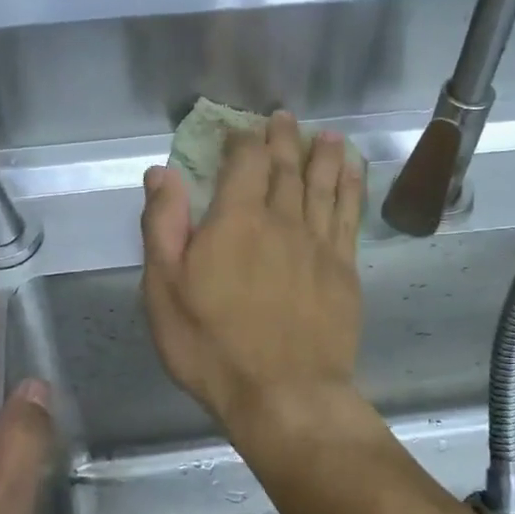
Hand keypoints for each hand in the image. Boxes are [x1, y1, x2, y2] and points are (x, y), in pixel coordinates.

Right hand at [141, 110, 364, 434]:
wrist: (284, 394)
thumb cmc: (212, 346)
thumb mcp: (164, 290)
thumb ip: (163, 226)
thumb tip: (161, 173)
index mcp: (235, 220)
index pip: (244, 162)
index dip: (242, 141)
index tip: (239, 131)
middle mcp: (282, 220)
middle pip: (286, 167)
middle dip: (283, 139)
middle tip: (284, 118)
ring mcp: (319, 244)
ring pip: (323, 185)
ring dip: (324, 156)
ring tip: (326, 135)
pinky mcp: (344, 269)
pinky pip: (349, 214)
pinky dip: (351, 188)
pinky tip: (353, 174)